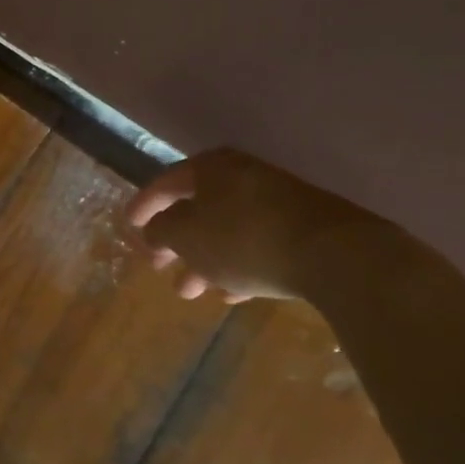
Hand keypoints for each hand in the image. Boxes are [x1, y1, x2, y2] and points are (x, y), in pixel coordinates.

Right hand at [125, 148, 375, 302]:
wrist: (336, 255)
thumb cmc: (243, 238)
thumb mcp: (187, 236)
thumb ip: (162, 230)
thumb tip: (154, 229)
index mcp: (211, 168)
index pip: (166, 183)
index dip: (144, 206)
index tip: (128, 226)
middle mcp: (243, 177)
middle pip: (198, 209)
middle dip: (175, 242)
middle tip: (158, 266)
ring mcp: (277, 202)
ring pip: (227, 231)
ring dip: (204, 260)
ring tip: (189, 291)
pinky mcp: (304, 229)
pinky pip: (257, 245)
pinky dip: (237, 266)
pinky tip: (230, 295)